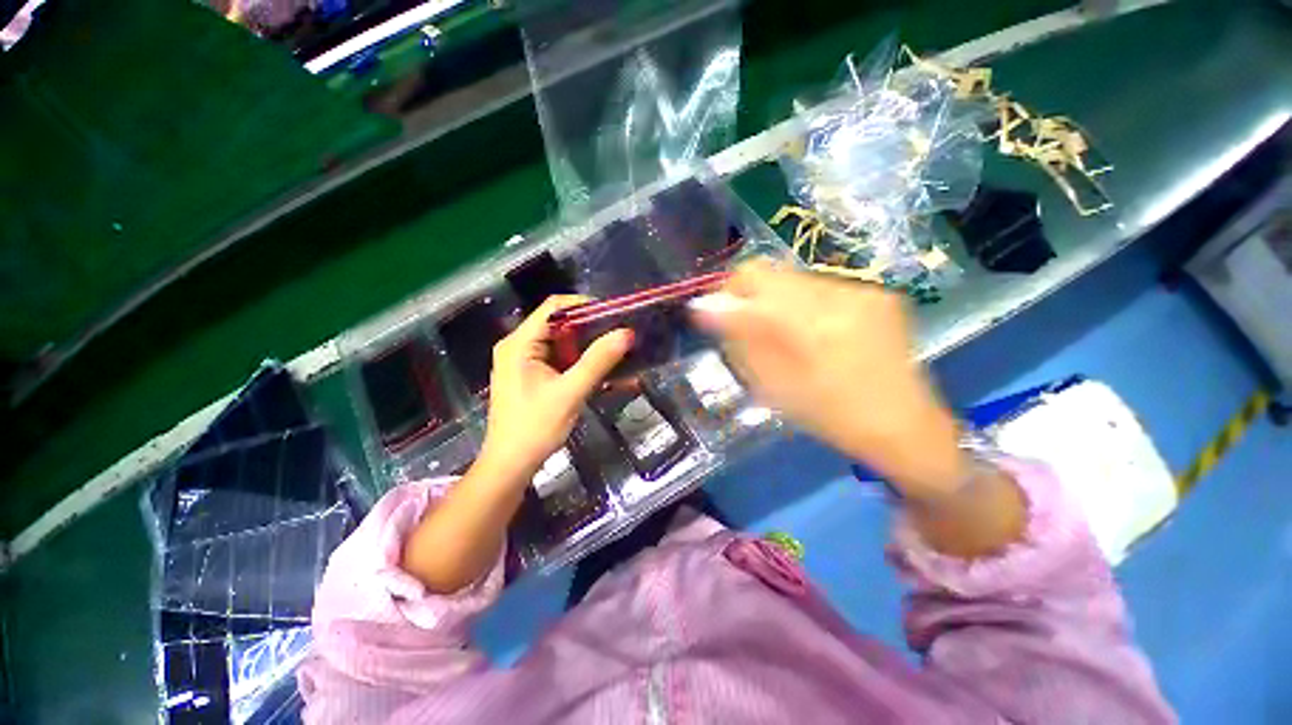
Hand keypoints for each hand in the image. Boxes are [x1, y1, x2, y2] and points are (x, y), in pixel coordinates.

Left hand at [403, 296, 631, 592]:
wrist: (511, 464)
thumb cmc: (536, 427)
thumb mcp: (570, 392)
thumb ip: (598, 361)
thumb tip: (626, 333)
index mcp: (520, 343)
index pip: (554, 307)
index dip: (585, 305)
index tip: (613, 314)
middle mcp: (518, 346)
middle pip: (558, 324)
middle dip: (590, 328)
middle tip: (619, 335)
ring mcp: (524, 361)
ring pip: (561, 342)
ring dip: (587, 347)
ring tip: (615, 352)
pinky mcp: (531, 375)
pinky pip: (558, 359)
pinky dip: (579, 362)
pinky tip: (599, 371)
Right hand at [691, 259, 966, 500]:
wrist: (903, 427)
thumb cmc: (829, 415)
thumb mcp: (773, 385)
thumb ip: (740, 338)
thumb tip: (706, 306)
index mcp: (809, 321)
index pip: (752, 276)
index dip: (729, 291)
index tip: (723, 317)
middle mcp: (837, 293)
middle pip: (773, 272)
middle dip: (753, 298)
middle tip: (752, 332)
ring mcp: (861, 290)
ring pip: (796, 280)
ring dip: (780, 303)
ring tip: (788, 338)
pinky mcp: (876, 294)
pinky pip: (822, 288)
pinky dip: (805, 306)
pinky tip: (816, 336)